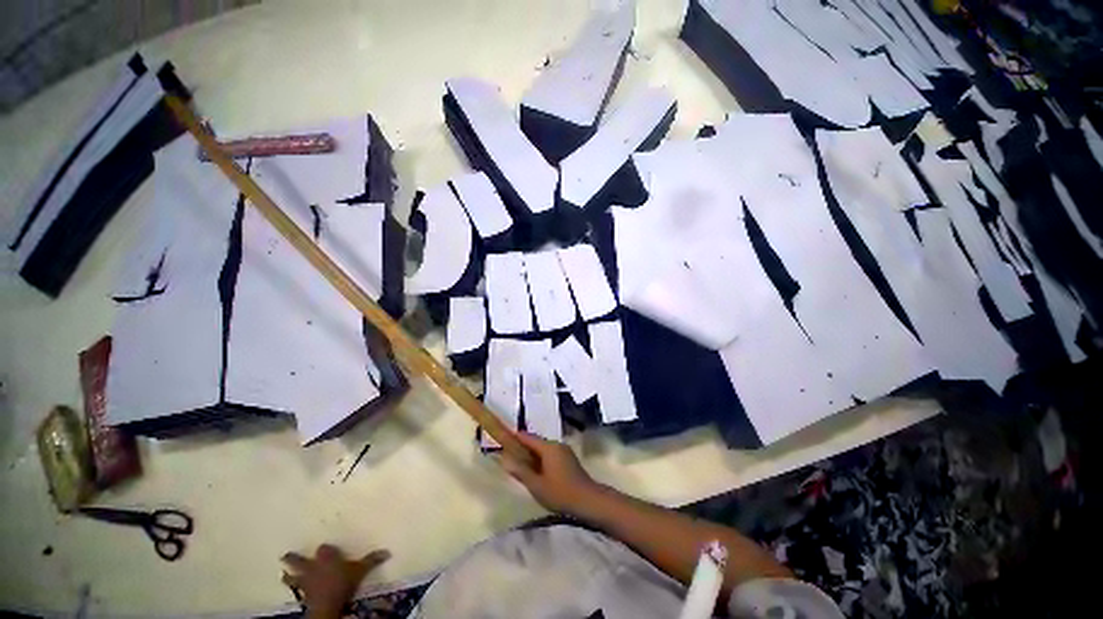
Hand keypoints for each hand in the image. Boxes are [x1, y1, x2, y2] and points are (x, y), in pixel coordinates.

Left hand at [282, 544, 389, 618]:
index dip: (326, 549)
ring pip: (292, 576)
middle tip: (285, 556)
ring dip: (288, 575)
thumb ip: (371, 560)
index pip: (324, 548)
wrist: (327, 603)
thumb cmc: (343, 582)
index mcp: (326, 556)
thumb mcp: (360, 570)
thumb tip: (387, 551)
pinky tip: (293, 591)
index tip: (327, 550)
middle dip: (293, 559)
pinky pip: (295, 591)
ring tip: (283, 574)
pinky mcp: (302, 594)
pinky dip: (293, 590)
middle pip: (299, 560)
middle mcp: (313, 566)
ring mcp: (305, 581)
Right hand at [500, 432, 602, 516]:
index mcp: (548, 447)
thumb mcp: (537, 485)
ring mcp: (564, 451)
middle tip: (509, 458)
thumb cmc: (561, 493)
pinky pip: (550, 454)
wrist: (589, 500)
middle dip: (522, 448)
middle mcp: (556, 444)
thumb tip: (504, 459)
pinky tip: (537, 472)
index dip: (514, 438)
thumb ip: (520, 471)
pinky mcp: (569, 459)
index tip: (502, 441)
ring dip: (532, 455)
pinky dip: (541, 459)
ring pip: (543, 449)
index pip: (527, 437)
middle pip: (536, 442)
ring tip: (521, 466)